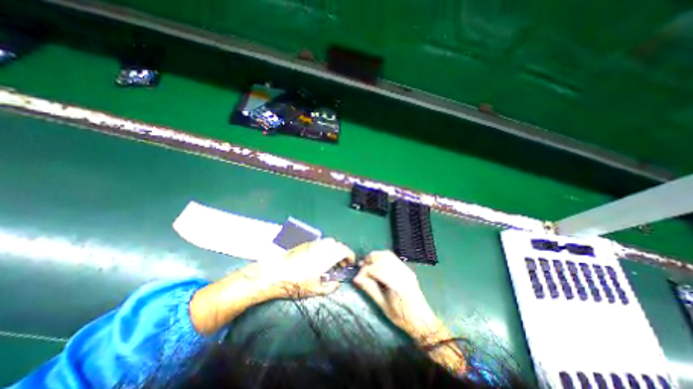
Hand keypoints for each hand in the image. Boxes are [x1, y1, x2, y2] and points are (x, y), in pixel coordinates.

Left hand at [189, 237, 353, 333]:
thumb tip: (337, 283)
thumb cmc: (296, 283)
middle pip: (337, 244)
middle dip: (342, 252)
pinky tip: (318, 258)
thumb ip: (330, 287)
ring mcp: (313, 244)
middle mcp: (322, 246)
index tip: (350, 263)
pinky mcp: (305, 244)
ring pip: (328, 241)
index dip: (350, 256)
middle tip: (340, 264)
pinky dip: (324, 248)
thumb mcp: (315, 290)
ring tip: (329, 261)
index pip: (345, 250)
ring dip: (333, 249)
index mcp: (327, 256)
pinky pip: (320, 243)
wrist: (274, 273)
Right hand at [352, 251, 464, 371]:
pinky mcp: (406, 269)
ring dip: (375, 257)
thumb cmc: (402, 318)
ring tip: (367, 264)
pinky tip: (377, 264)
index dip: (365, 271)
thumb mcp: (384, 307)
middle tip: (360, 267)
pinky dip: (382, 258)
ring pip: (387, 255)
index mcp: (398, 284)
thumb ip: (371, 290)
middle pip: (383, 258)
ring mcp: (406, 269)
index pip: (377, 269)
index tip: (357, 278)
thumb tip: (357, 279)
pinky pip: (392, 258)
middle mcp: (403, 273)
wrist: (422, 320)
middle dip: (369, 260)